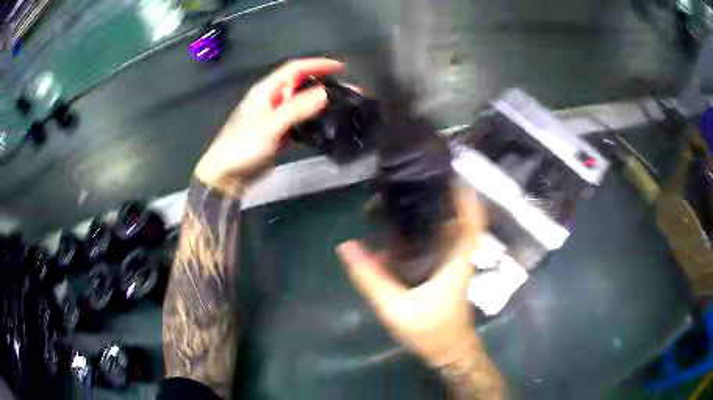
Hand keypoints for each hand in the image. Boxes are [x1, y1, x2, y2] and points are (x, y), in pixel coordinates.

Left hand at [195, 58, 343, 196]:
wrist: (227, 176)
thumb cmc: (242, 148)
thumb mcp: (270, 126)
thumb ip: (296, 109)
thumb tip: (324, 94)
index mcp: (266, 91)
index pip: (294, 69)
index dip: (317, 65)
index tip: (341, 68)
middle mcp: (272, 99)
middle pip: (300, 84)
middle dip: (323, 83)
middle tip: (348, 91)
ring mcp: (275, 117)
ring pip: (302, 103)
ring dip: (321, 102)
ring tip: (343, 106)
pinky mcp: (279, 133)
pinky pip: (300, 121)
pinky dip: (314, 120)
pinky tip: (327, 124)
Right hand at [336, 189, 484, 367]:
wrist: (447, 352)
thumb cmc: (430, 330)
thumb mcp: (396, 306)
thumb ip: (371, 277)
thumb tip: (346, 246)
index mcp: (457, 259)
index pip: (471, 218)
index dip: (466, 193)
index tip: (452, 170)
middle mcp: (458, 255)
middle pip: (458, 217)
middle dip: (443, 194)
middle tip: (418, 175)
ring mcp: (452, 264)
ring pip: (446, 229)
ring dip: (431, 211)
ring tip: (405, 193)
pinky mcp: (444, 272)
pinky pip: (435, 244)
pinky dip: (422, 231)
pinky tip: (399, 228)